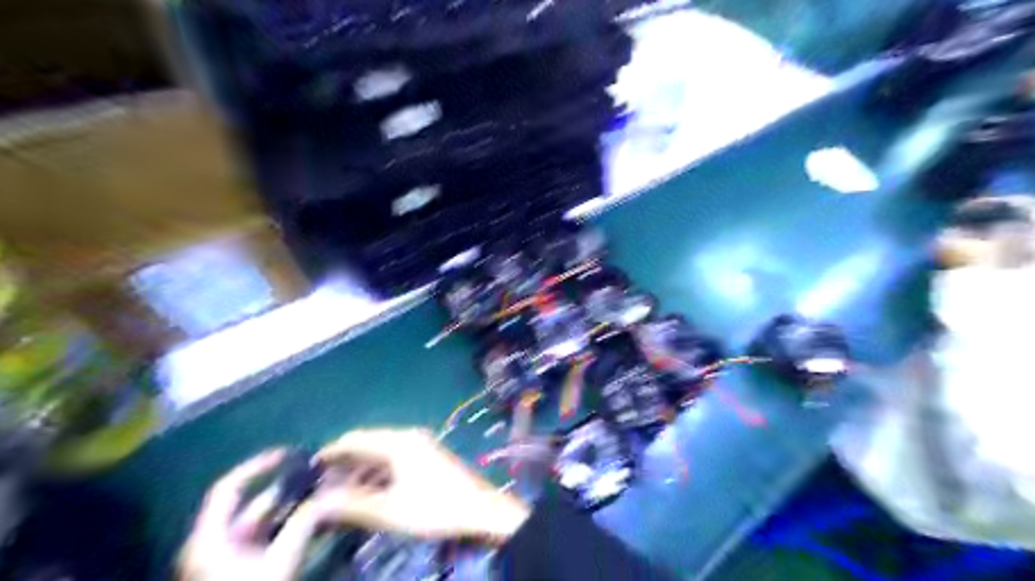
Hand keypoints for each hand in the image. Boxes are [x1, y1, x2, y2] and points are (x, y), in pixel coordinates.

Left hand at [177, 451, 320, 580]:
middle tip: (318, 477)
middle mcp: (214, 544)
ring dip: (292, 509)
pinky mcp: (241, 572)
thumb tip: (329, 494)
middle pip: (251, 506)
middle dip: (286, 490)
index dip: (258, 466)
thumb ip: (303, 525)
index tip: (290, 454)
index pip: (229, 489)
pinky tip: (313, 522)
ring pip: (262, 524)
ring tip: (323, 495)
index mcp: (209, 539)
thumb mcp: (278, 565)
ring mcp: (227, 560)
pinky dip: (288, 528)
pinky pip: (266, 540)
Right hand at [312, 427, 529, 543]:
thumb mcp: (389, 510)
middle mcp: (408, 437)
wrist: (481, 509)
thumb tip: (317, 504)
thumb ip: (352, 505)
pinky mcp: (428, 457)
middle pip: (369, 443)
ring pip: (382, 452)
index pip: (356, 439)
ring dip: (361, 469)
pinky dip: (378, 472)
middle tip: (321, 483)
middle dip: (345, 462)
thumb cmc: (435, 507)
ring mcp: (421, 445)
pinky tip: (368, 491)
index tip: (309, 466)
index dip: (331, 452)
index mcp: (398, 442)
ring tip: (340, 492)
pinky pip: (395, 459)